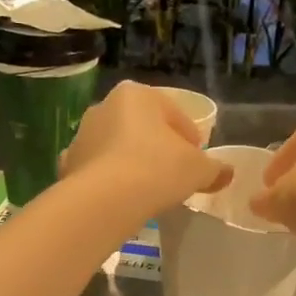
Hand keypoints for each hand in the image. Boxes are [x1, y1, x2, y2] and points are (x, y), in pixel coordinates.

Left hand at [60, 82, 229, 218]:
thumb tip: (227, 173)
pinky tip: (122, 200)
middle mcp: (104, 106)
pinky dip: (110, 181)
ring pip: (117, 148)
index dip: (190, 138)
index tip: (198, 161)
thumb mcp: (198, 169)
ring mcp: (82, 135)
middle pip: (142, 128)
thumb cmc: (157, 169)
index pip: (174, 114)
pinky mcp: (68, 164)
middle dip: (158, 147)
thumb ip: (214, 169)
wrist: (105, 200)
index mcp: (137, 94)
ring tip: (149, 190)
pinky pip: (98, 171)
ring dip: (132, 163)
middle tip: (175, 175)